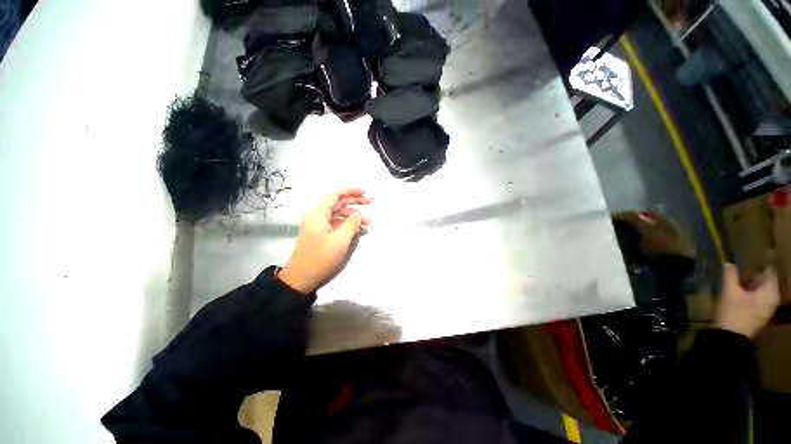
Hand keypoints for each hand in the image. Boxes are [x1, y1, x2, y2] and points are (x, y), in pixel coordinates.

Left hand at [277, 187, 370, 293]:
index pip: (335, 195)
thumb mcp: (340, 240)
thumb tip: (358, 214)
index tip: (363, 192)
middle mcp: (318, 216)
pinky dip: (348, 225)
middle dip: (354, 202)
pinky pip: (337, 224)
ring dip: (353, 216)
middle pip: (338, 203)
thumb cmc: (320, 257)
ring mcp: (319, 226)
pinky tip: (358, 230)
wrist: (301, 278)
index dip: (350, 191)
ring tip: (368, 223)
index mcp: (318, 214)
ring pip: (339, 214)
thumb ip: (351, 224)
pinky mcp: (321, 234)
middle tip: (370, 203)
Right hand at [714, 263, 779, 338]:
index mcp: (770, 292)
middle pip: (767, 282)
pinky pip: (759, 299)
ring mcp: (768, 309)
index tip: (748, 260)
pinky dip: (751, 294)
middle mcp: (773, 299)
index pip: (769, 272)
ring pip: (762, 291)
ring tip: (738, 282)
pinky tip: (740, 295)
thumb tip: (729, 263)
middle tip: (740, 272)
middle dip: (754, 276)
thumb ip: (730, 276)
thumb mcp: (729, 292)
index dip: (759, 265)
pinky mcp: (760, 315)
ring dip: (752, 285)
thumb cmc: (732, 313)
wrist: (730, 338)